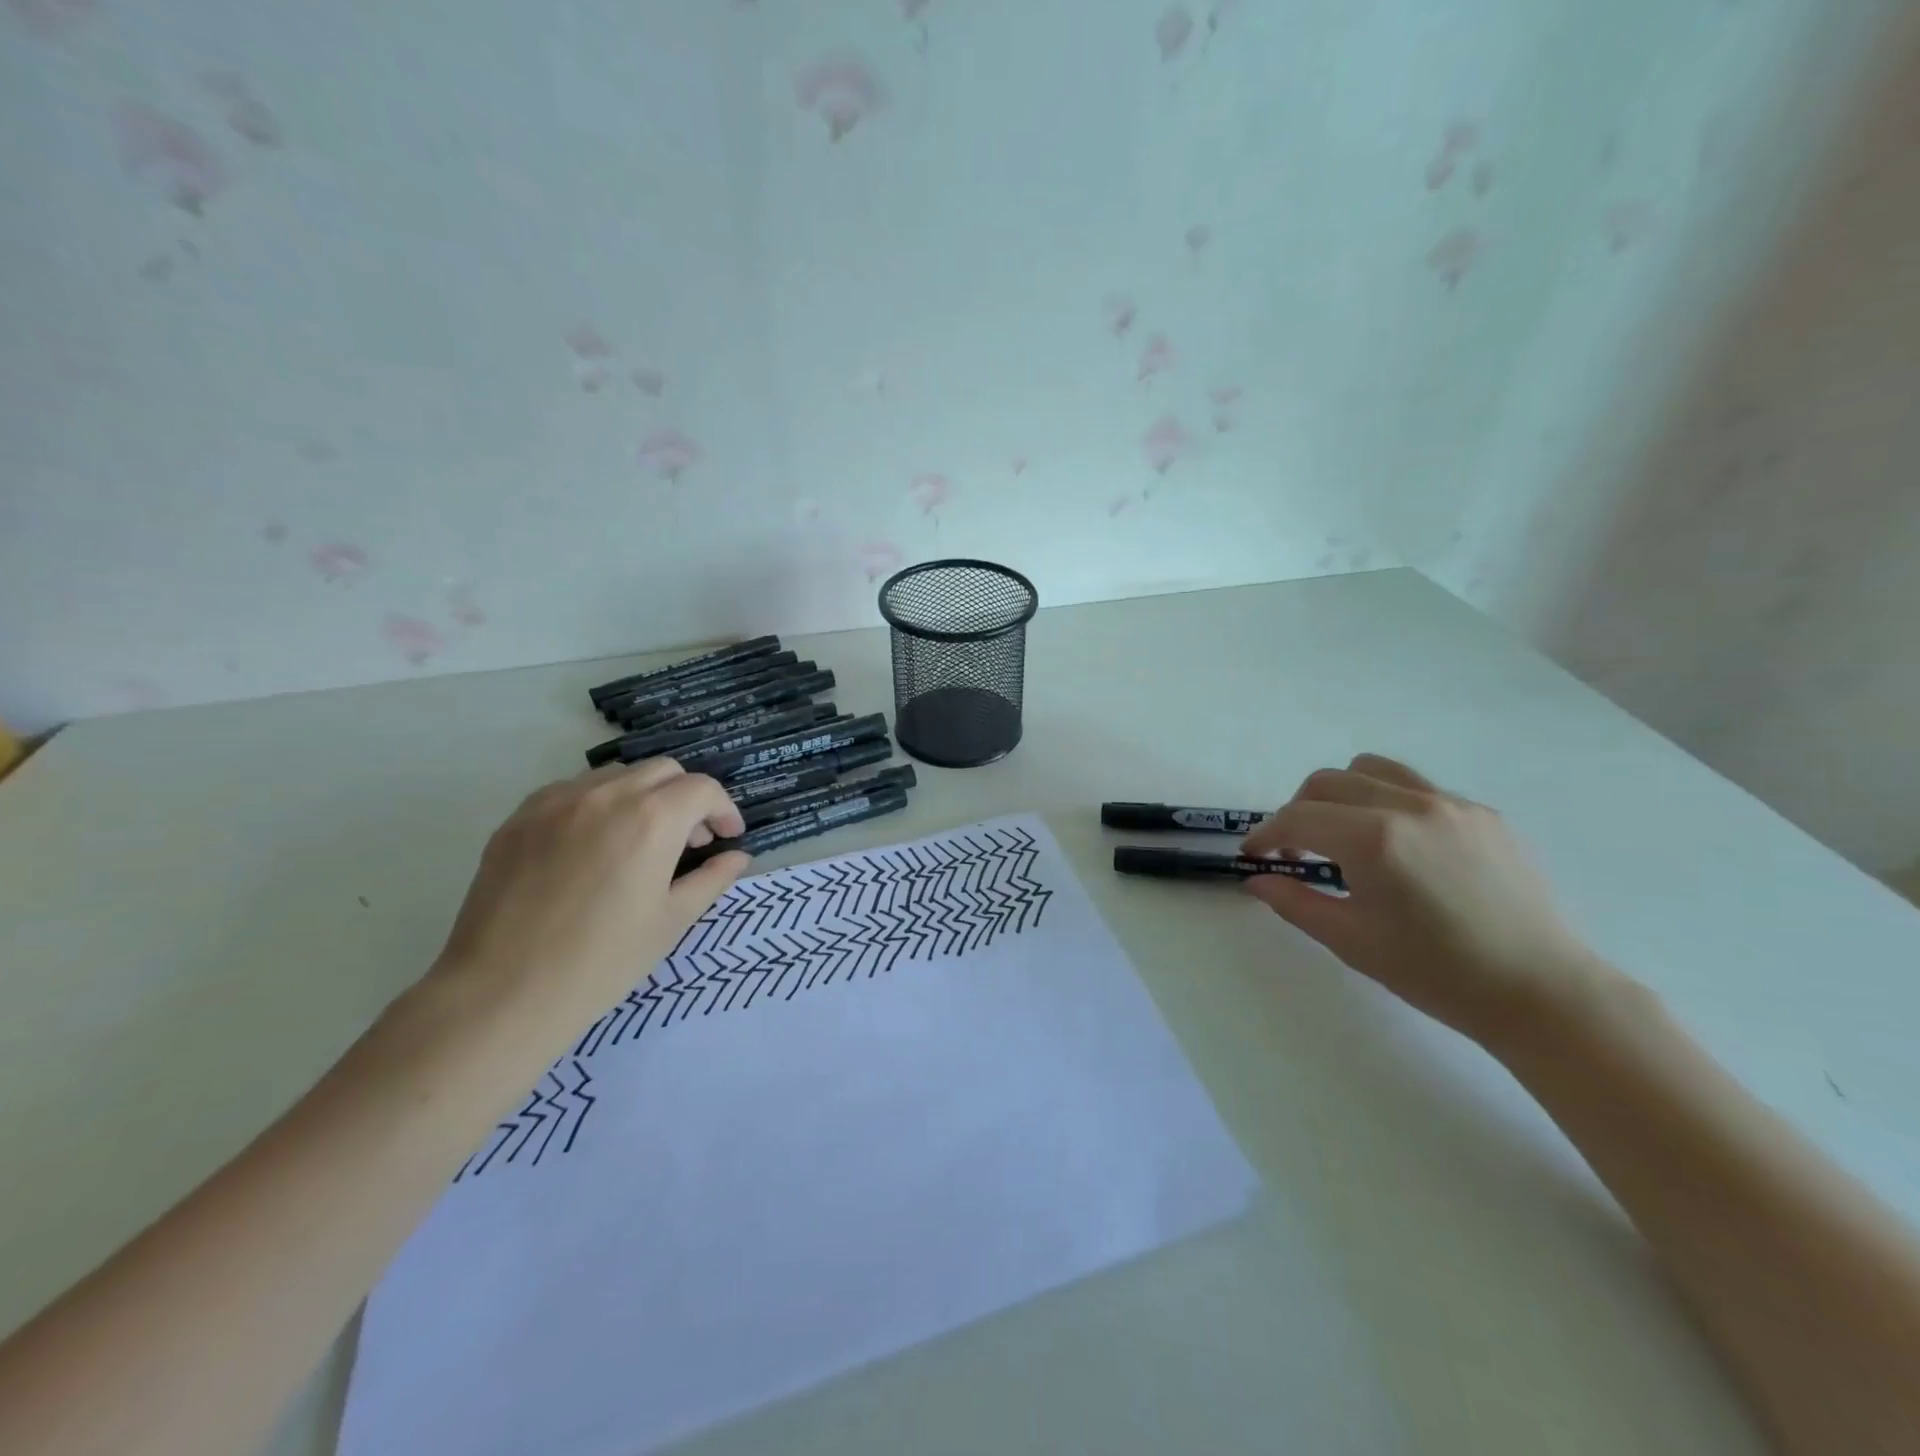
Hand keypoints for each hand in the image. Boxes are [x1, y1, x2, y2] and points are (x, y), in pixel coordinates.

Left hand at [427, 758, 749, 1027]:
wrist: (502, 993)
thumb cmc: (602, 962)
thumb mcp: (671, 922)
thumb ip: (712, 879)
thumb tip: (737, 857)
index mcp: (651, 819)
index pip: (702, 788)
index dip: (724, 809)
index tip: (727, 837)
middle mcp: (606, 795)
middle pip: (663, 771)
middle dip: (686, 797)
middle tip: (689, 841)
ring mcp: (556, 801)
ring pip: (616, 776)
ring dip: (643, 796)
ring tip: (640, 841)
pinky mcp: (519, 817)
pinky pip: (572, 792)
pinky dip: (598, 805)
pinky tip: (593, 847)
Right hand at [1241, 754, 1607, 1046]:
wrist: (1543, 992)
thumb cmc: (1437, 973)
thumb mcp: (1352, 941)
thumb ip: (1294, 902)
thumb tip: (1258, 880)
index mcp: (1374, 839)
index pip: (1298, 817)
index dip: (1267, 834)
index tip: (1255, 854)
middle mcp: (1410, 805)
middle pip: (1327, 782)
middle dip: (1298, 810)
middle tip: (1296, 849)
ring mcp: (1451, 804)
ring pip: (1371, 769)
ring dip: (1341, 794)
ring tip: (1343, 834)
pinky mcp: (1483, 814)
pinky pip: (1416, 787)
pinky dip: (1386, 802)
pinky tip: (1397, 846)